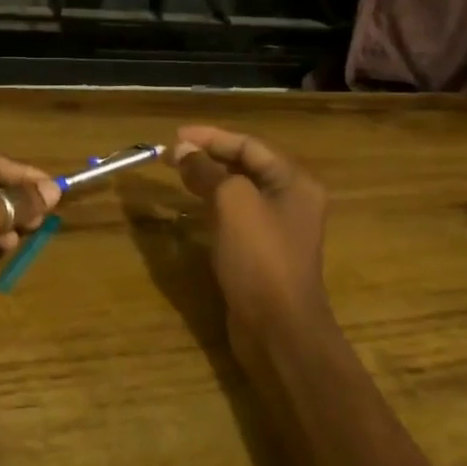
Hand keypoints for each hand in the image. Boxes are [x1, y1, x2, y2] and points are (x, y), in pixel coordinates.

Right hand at [171, 126, 333, 345]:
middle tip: (172, 155)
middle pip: (247, 166)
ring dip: (210, 180)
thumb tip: (184, 151)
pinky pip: (238, 217)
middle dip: (209, 157)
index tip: (176, 136)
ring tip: (178, 174)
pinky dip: (215, 206)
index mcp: (294, 181)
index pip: (249, 145)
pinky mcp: (264, 252)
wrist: (279, 329)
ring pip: (241, 192)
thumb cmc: (260, 258)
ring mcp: (279, 228)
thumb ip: (209, 172)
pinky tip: (194, 207)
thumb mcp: (232, 204)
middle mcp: (292, 199)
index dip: (211, 137)